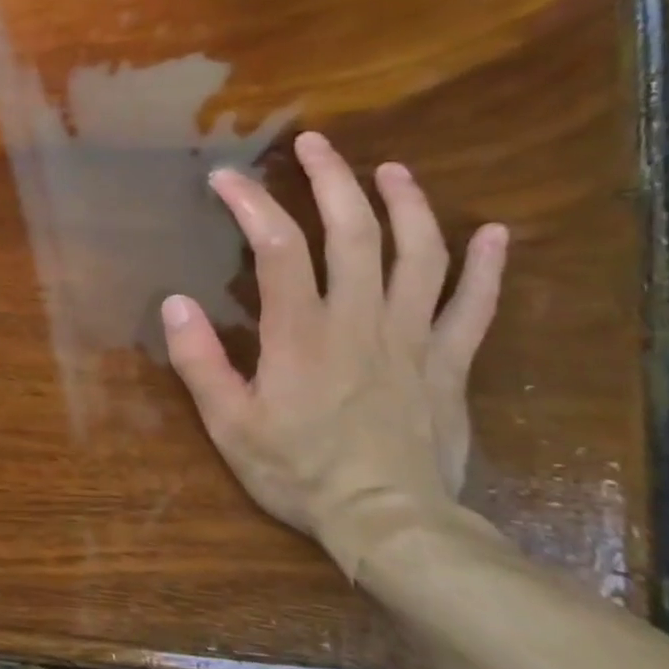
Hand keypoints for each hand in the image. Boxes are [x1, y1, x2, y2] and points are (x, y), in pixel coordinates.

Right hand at [160, 132, 506, 573]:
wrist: (390, 524)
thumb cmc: (299, 472)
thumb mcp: (229, 424)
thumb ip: (200, 361)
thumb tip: (175, 302)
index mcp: (302, 333)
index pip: (278, 248)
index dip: (252, 203)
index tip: (227, 178)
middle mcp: (360, 320)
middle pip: (354, 232)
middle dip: (333, 180)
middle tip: (316, 144)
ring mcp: (412, 338)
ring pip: (419, 255)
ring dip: (407, 205)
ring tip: (392, 170)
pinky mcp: (449, 363)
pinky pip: (474, 306)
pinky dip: (486, 267)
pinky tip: (493, 232)